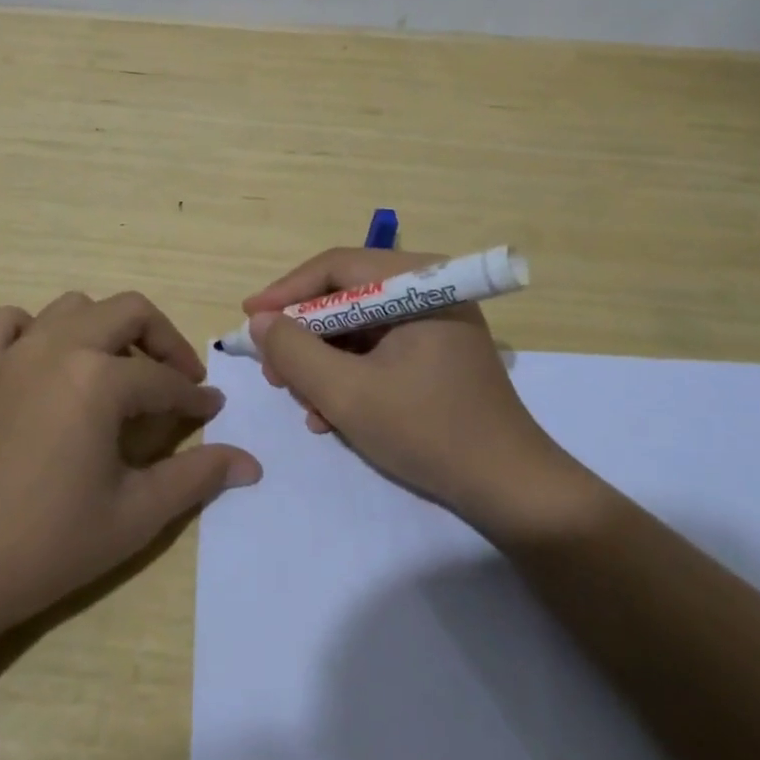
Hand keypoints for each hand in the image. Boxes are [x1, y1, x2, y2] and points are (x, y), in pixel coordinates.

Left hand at [0, 291, 261, 632]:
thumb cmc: (46, 544)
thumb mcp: (134, 515)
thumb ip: (196, 478)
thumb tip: (251, 463)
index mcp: (98, 379)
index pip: (163, 379)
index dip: (194, 398)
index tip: (211, 412)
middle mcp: (58, 347)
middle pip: (127, 311)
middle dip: (162, 340)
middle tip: (177, 381)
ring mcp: (13, 353)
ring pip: (74, 308)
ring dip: (105, 328)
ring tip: (117, 371)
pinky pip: (7, 323)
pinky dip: (33, 328)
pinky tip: (46, 360)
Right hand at [244, 249, 597, 535]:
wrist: (511, 491)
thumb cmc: (429, 432)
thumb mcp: (348, 394)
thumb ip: (295, 352)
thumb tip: (260, 321)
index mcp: (418, 283)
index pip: (336, 267)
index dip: (286, 292)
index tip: (248, 319)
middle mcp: (428, 290)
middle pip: (345, 297)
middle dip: (304, 337)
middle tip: (273, 371)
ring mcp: (434, 322)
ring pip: (357, 327)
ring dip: (323, 363)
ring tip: (301, 402)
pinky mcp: (436, 353)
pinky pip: (377, 350)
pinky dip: (349, 375)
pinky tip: (330, 414)